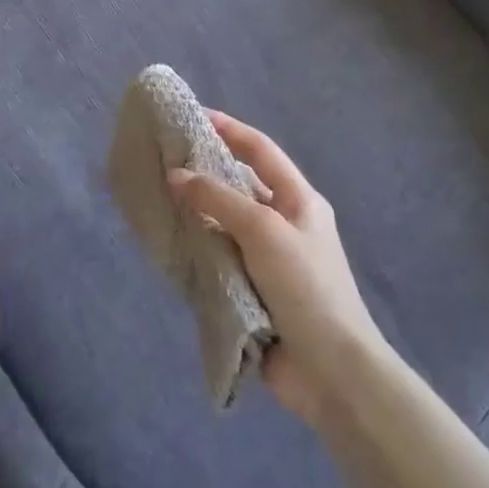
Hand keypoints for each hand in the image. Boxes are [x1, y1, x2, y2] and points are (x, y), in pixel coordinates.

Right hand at [169, 111, 384, 427]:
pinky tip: (168, 244)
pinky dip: (195, 250)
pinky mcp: (251, 291)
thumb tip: (176, 175)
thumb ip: (218, 199)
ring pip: (223, 224)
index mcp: (299, 200)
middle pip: (239, 185)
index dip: (228, 128)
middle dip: (203, 171)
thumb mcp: (263, 230)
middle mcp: (283, 224)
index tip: (191, 116)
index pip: (260, 150)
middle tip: (162, 159)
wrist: (332, 371)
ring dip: (195, 213)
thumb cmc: (306, 287)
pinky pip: (217, 259)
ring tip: (155, 199)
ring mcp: (267, 260)